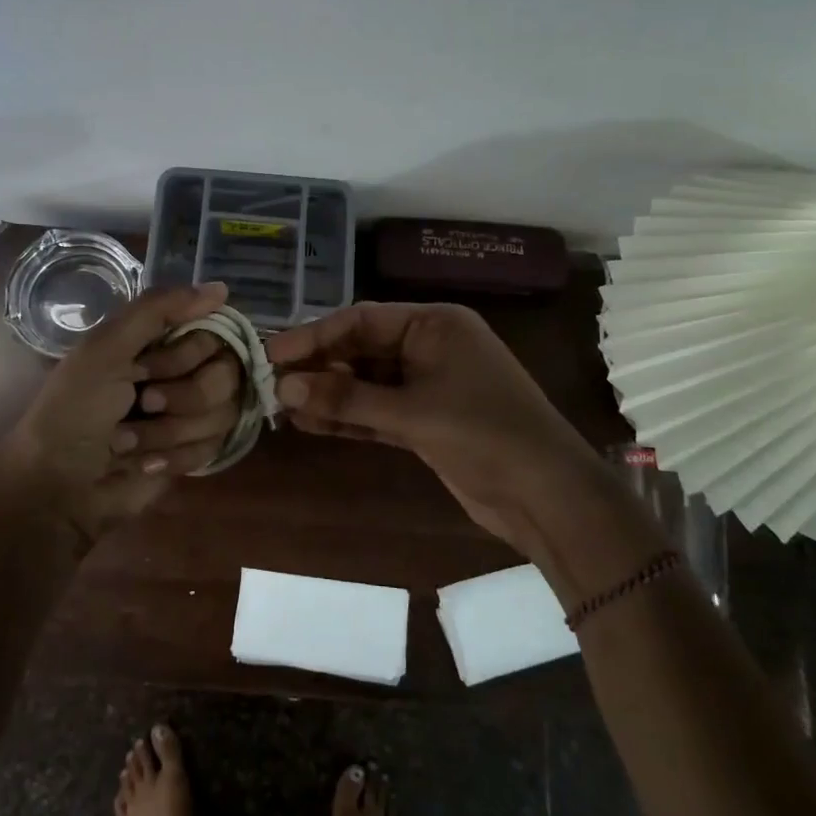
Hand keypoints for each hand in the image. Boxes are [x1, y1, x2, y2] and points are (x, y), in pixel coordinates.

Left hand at [0, 281, 237, 543]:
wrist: (59, 488)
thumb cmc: (75, 411)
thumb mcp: (105, 349)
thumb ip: (159, 309)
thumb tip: (221, 288)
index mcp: (158, 340)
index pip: (214, 333)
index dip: (188, 355)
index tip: (148, 368)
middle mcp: (181, 370)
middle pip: (227, 375)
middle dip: (182, 397)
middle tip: (143, 403)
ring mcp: (190, 413)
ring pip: (223, 414)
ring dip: (170, 432)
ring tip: (129, 442)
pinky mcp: (194, 452)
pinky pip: (214, 447)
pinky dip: (175, 457)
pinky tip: (144, 464)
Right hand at [266, 302, 601, 552]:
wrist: (545, 494)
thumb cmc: (484, 433)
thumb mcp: (412, 412)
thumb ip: (347, 397)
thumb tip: (284, 386)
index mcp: (435, 325)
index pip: (362, 320)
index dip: (315, 336)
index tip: (272, 354)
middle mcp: (430, 347)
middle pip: (361, 350)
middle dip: (319, 368)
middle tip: (269, 383)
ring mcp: (428, 386)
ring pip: (366, 384)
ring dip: (328, 395)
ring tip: (280, 406)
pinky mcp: (425, 421)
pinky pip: (377, 412)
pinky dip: (347, 418)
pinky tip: (309, 423)